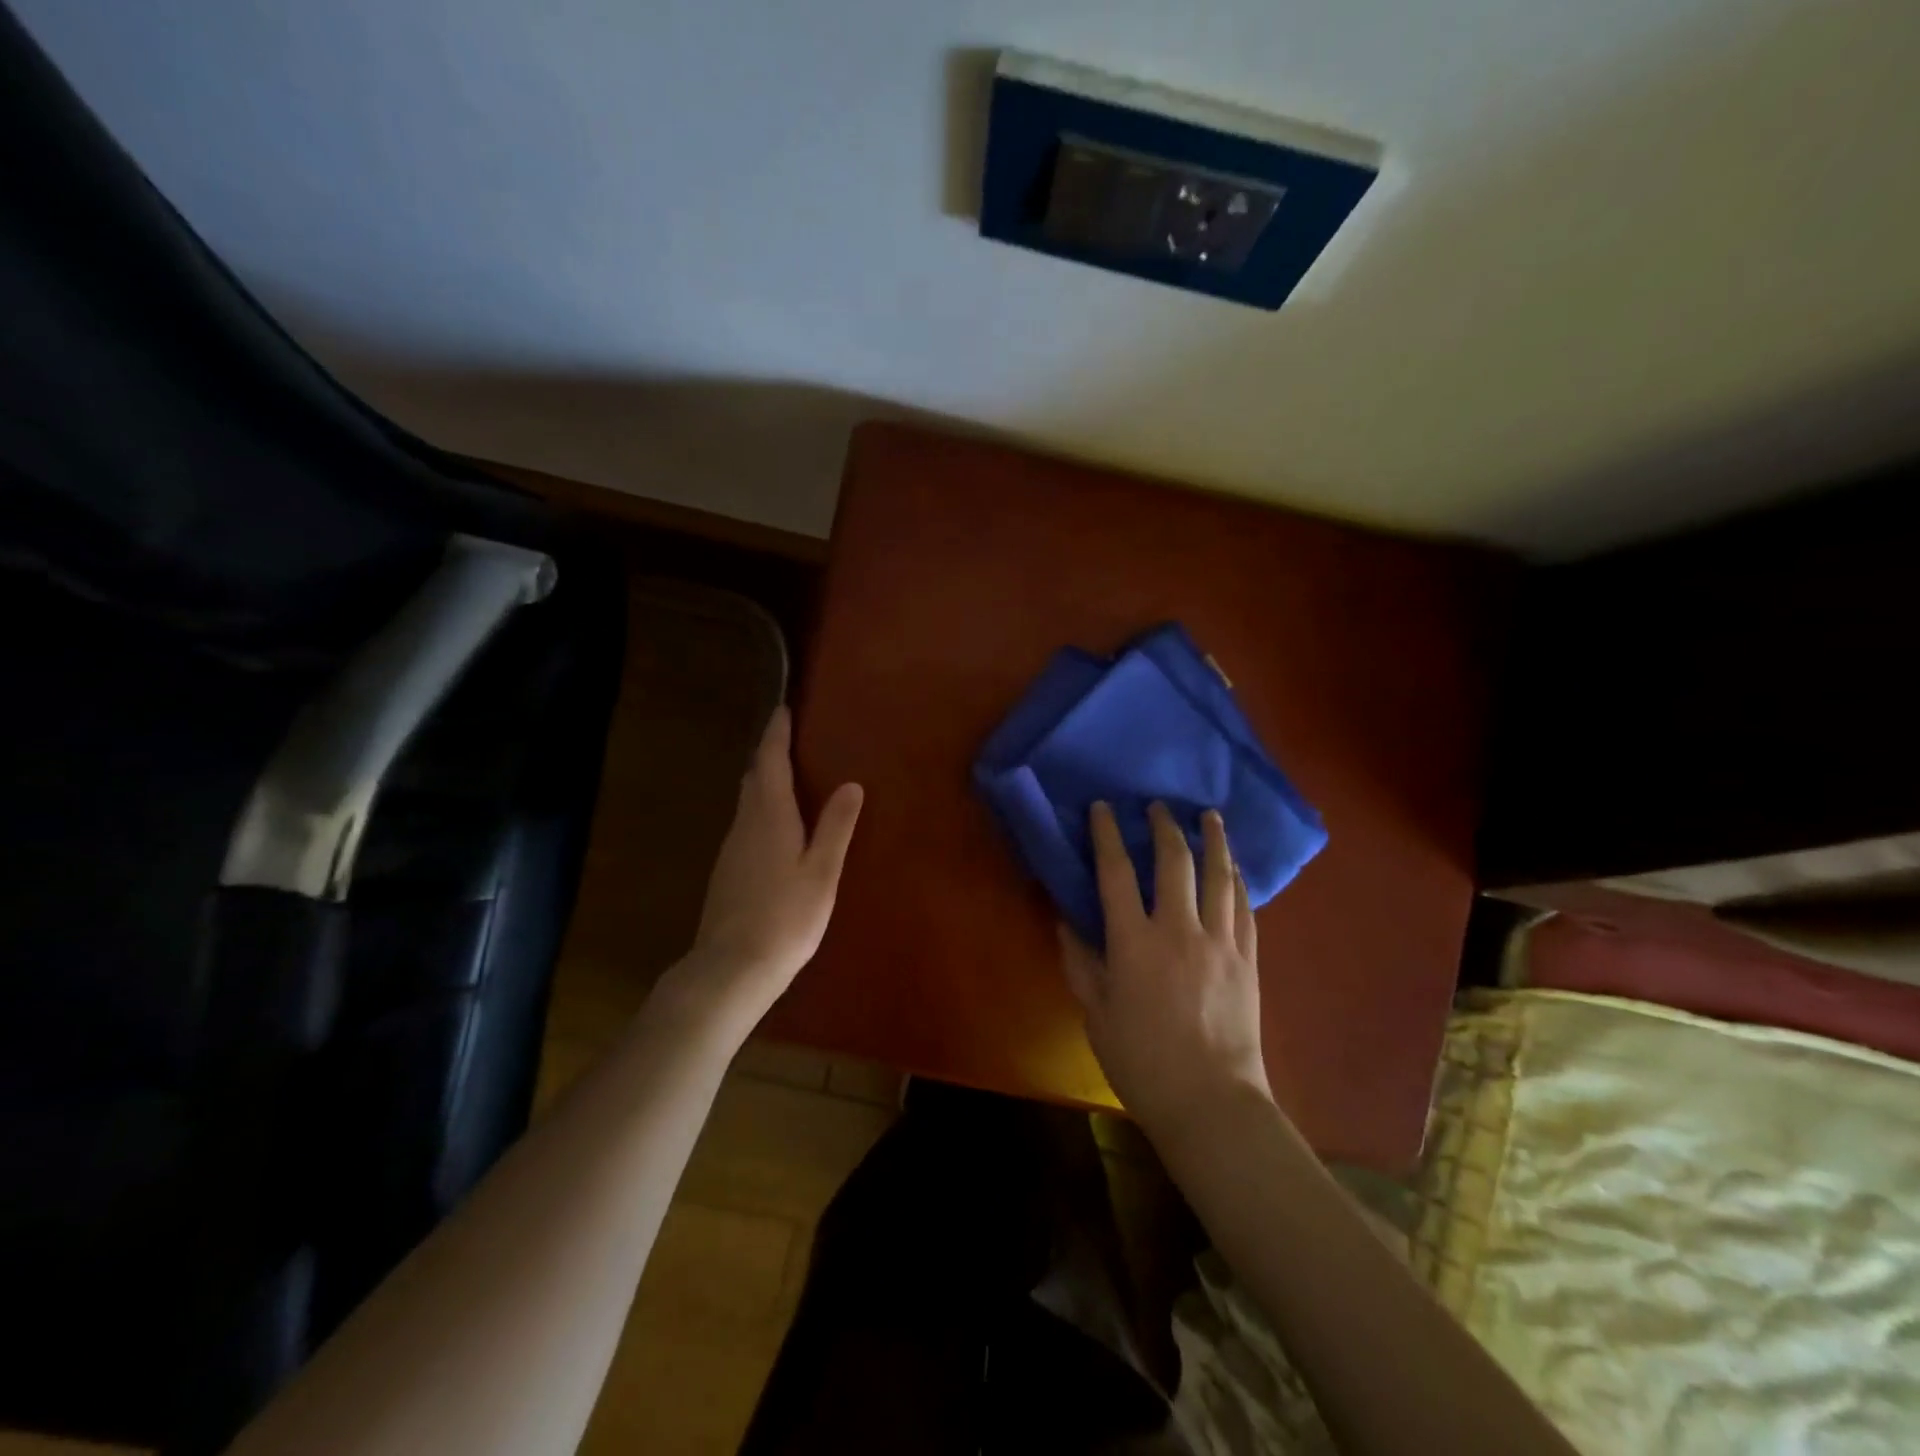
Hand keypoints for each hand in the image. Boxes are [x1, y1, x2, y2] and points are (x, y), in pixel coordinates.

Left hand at [662, 706, 862, 1035]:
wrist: (731, 968)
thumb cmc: (786, 918)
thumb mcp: (821, 872)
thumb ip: (836, 827)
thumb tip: (852, 784)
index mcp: (768, 816)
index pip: (769, 761)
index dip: (776, 734)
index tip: (783, 709)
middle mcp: (745, 824)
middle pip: (755, 777)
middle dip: (770, 753)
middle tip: (790, 737)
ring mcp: (732, 849)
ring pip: (748, 801)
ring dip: (765, 780)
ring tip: (790, 774)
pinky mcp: (728, 871)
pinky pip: (747, 823)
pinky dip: (762, 808)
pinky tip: (777, 825)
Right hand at [1059, 801, 1271, 1138]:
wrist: (1211, 1103)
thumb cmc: (1142, 1062)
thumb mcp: (1097, 1015)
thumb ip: (1081, 964)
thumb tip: (1066, 922)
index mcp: (1133, 943)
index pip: (1116, 873)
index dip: (1107, 835)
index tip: (1103, 808)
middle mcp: (1178, 930)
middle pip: (1175, 863)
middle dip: (1164, 827)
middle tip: (1159, 806)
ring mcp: (1220, 942)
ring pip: (1219, 877)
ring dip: (1213, 841)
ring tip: (1209, 816)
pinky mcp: (1248, 960)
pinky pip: (1245, 908)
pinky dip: (1238, 881)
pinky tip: (1235, 867)